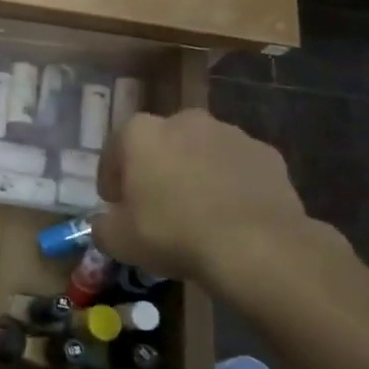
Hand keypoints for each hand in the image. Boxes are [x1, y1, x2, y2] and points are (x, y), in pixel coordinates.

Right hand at [92, 109, 324, 304]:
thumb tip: (105, 223)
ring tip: (198, 212)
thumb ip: (102, 226)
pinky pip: (237, 167)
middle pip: (161, 145)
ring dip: (195, 173)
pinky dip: (231, 184)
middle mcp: (183, 121)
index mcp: (140, 133)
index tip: (115, 205)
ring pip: (201, 152)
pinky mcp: (266, 153)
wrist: (256, 246)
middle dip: (156, 169)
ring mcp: (229, 133)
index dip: (112, 180)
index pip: (114, 152)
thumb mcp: (118, 241)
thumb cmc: (173, 234)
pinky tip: (231, 215)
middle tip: (157, 206)